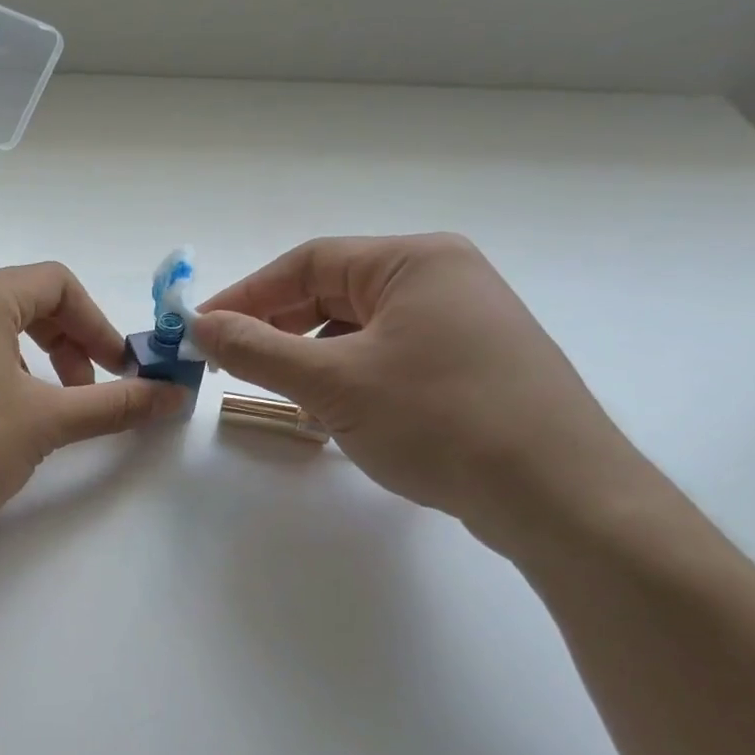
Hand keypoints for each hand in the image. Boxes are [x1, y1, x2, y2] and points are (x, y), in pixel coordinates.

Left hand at [0, 264, 185, 547]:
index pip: (58, 284)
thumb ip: (115, 405)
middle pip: (22, 303)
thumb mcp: (47, 424)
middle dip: (67, 345)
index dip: (99, 325)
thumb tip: (174, 395)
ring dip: (29, 363)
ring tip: (38, 413)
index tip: (120, 370)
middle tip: (83, 393)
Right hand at [194, 235, 657, 551]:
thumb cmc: (438, 419)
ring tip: (282, 396)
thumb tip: (199, 326)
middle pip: (334, 294)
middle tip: (229, 364)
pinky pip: (388, 359)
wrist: (555, 493)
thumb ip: (257, 350)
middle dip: (278, 329)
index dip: (246, 295)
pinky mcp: (470, 368)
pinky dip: (349, 381)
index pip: (308, 263)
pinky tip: (334, 416)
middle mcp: (442, 279)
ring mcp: (462, 325)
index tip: (200, 330)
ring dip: (311, 360)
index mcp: (414, 261)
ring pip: (359, 331)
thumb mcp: (333, 383)